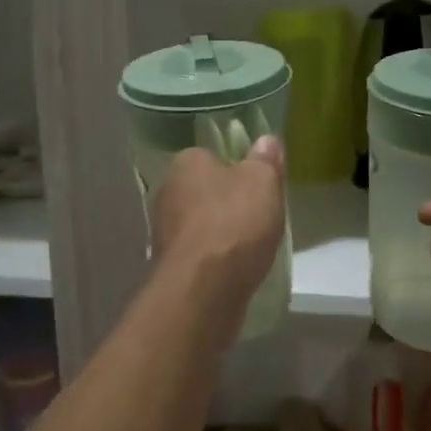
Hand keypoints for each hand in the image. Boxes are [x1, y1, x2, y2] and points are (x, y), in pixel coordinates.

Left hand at [150, 137, 286, 310]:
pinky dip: (216, 260)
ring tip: (253, 247)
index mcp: (185, 163)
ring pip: (201, 225)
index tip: (259, 185)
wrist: (203, 289)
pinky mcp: (171, 266)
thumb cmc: (233, 223)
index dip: (237, 168)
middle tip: (260, 216)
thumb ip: (265, 160)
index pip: (211, 156)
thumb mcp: (262, 181)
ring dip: (222, 234)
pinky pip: (200, 255)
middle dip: (228, 203)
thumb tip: (266, 141)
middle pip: (205, 192)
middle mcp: (168, 193)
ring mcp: (165, 232)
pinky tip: (236, 270)